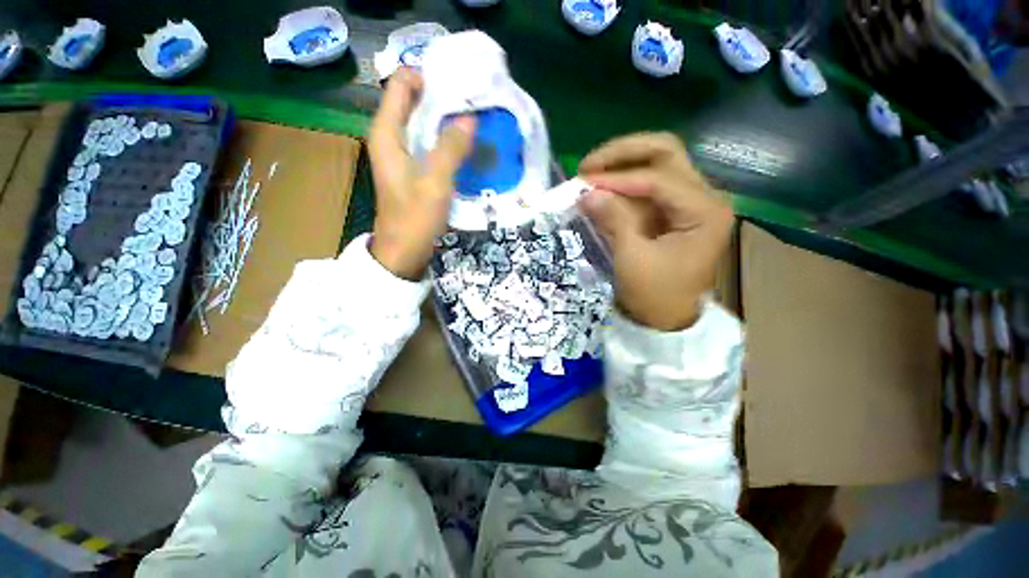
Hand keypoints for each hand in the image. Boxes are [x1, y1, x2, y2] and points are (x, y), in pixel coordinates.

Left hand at [367, 69, 475, 279]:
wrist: (404, 252)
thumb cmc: (414, 218)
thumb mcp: (435, 182)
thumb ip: (451, 148)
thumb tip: (469, 118)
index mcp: (387, 132)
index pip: (402, 84)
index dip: (429, 77)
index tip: (460, 83)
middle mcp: (392, 137)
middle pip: (416, 102)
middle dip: (444, 99)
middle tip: (476, 103)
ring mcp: (403, 155)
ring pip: (425, 125)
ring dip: (449, 121)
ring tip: (477, 122)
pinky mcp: (415, 170)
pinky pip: (431, 145)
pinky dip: (448, 141)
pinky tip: (467, 147)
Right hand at [578, 132, 732, 330]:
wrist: (666, 319)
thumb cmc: (655, 295)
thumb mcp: (632, 261)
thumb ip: (613, 221)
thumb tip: (586, 192)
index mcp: (705, 211)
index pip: (659, 179)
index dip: (619, 179)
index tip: (585, 184)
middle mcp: (704, 197)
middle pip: (665, 154)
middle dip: (624, 154)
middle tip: (589, 165)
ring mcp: (688, 200)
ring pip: (657, 162)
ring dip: (622, 163)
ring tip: (590, 172)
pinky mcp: (673, 209)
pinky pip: (647, 183)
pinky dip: (623, 181)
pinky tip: (602, 185)